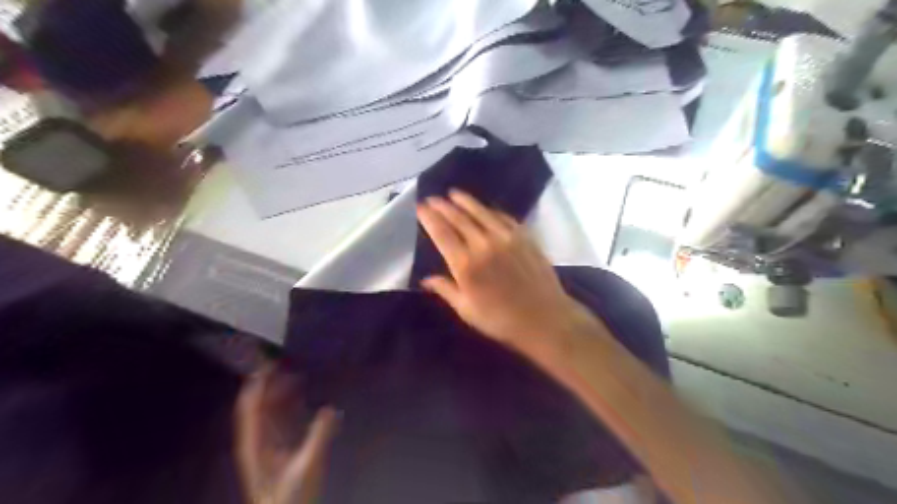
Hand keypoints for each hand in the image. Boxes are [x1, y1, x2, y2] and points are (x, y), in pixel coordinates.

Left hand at [233, 367, 339, 503]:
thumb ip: (319, 437)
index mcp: (255, 443)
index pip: (252, 407)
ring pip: (270, 411)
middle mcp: (257, 440)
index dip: (258, 384)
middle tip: (287, 362)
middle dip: (270, 383)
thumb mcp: (306, 467)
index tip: (270, 363)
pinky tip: (301, 396)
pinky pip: (281, 420)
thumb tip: (330, 409)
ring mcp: (267, 444)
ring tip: (296, 373)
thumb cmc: (290, 498)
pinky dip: (289, 405)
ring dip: (280, 392)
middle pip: (259, 405)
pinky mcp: (278, 449)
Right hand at [416, 190, 597, 359]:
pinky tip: (484, 208)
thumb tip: (426, 279)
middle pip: (458, 218)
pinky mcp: (524, 236)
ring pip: (480, 212)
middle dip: (443, 206)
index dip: (429, 217)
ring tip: (453, 193)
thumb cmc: (501, 320)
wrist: (544, 317)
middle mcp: (483, 244)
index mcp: (465, 264)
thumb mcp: (467, 310)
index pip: (441, 233)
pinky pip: (503, 217)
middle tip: (433, 198)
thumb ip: (445, 290)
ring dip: (465, 201)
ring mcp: (505, 237)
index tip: (420, 207)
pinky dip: (490, 210)